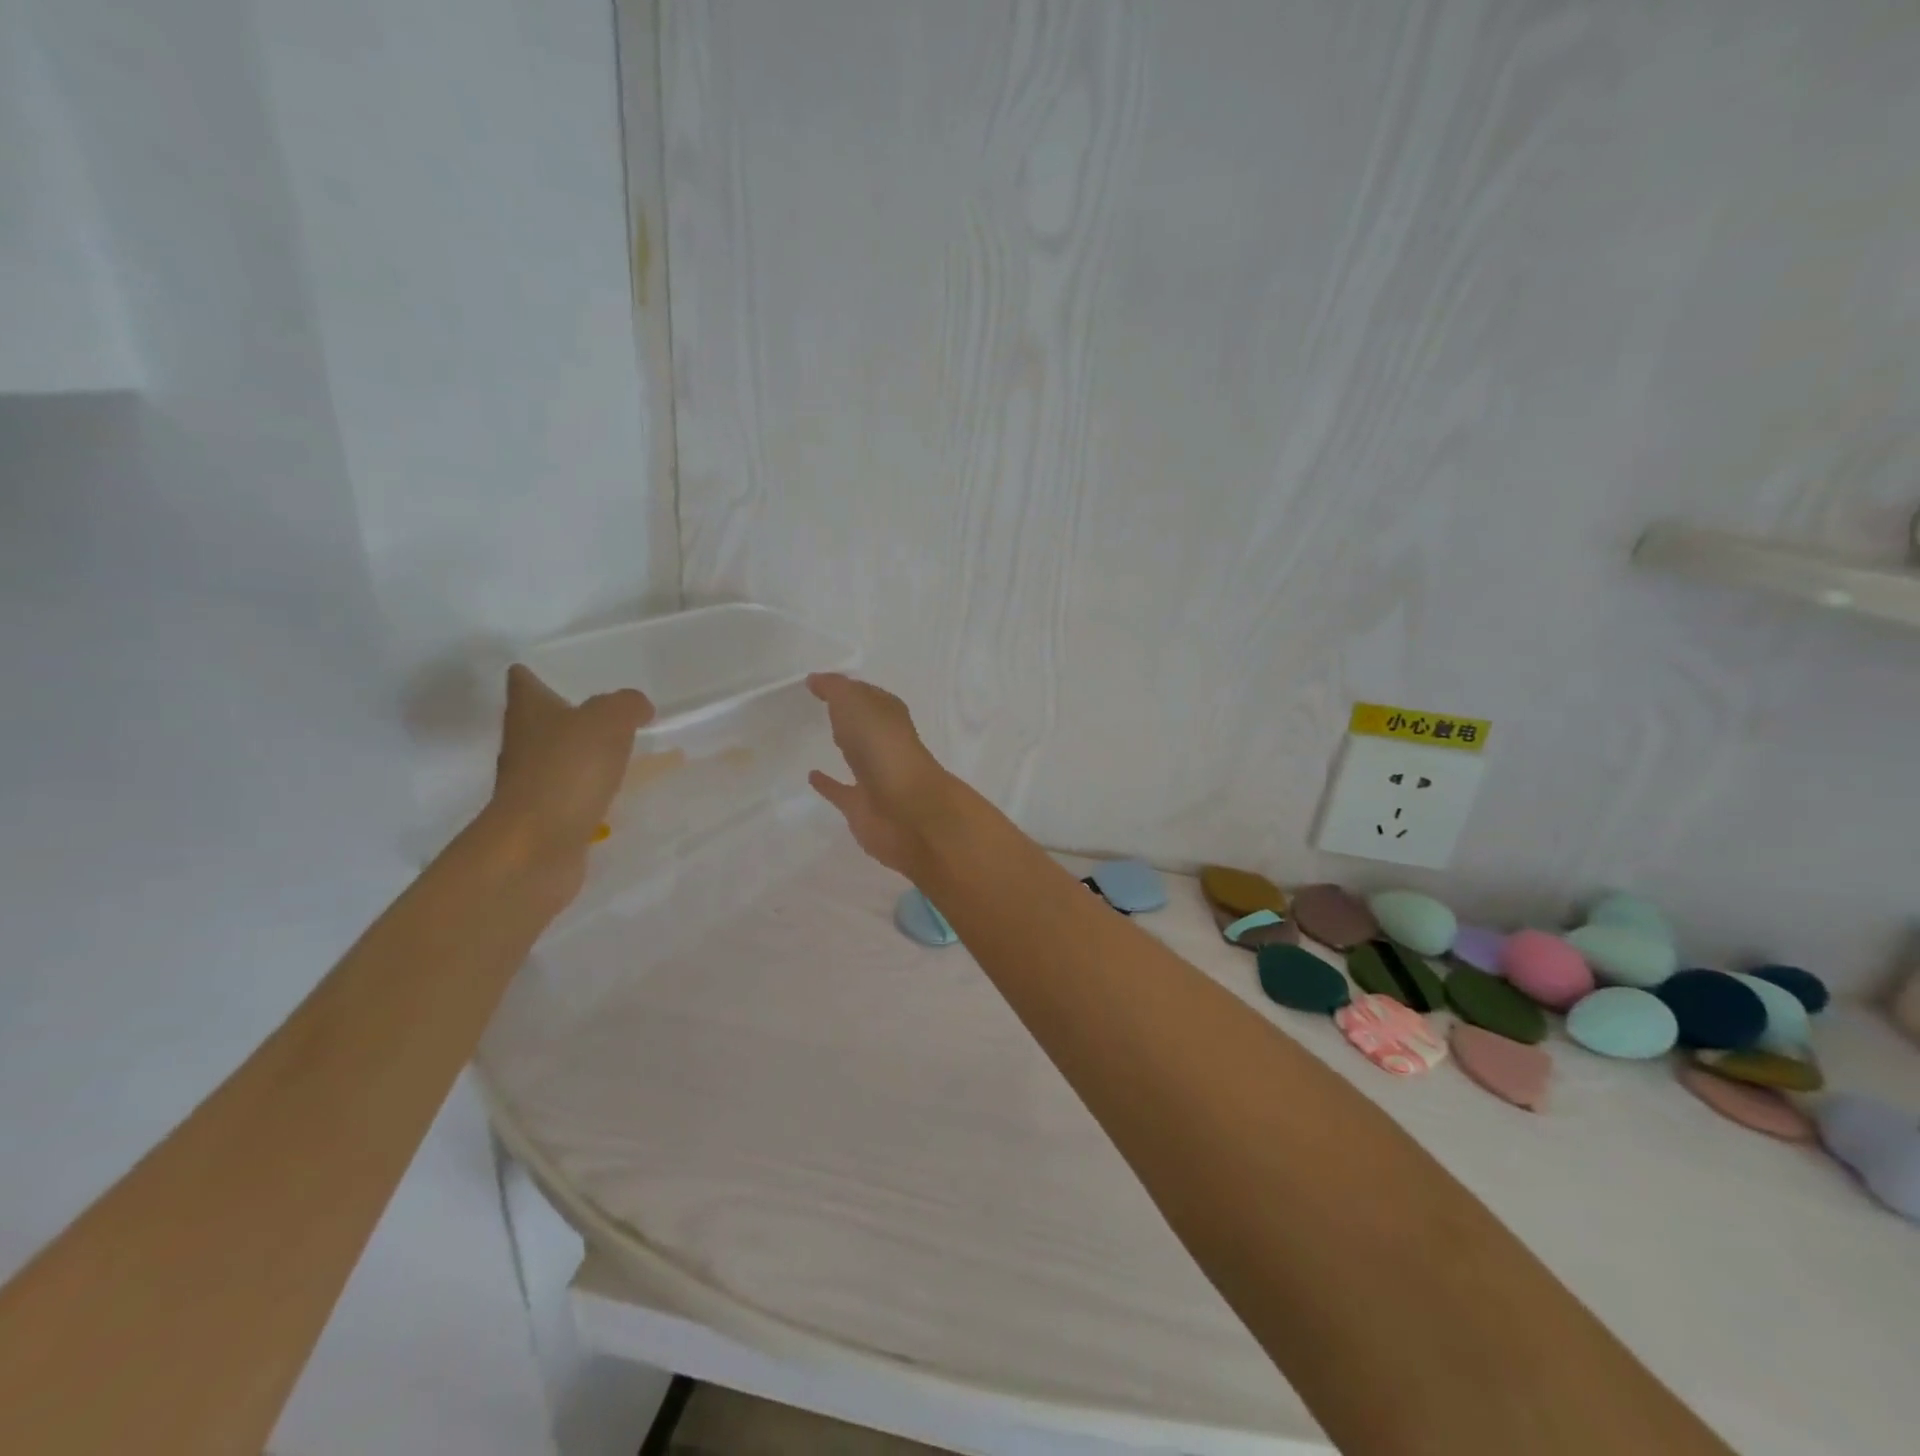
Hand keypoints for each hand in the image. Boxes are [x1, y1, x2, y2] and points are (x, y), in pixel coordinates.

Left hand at [484, 665, 652, 899]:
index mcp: (530, 711)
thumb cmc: (567, 771)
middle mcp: (523, 743)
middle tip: (607, 710)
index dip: (537, 674)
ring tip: (620, 749)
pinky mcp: (547, 816)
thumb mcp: (608, 721)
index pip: (524, 681)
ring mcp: (532, 782)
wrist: (537, 846)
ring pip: (558, 757)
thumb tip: (638, 707)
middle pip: (540, 720)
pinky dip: (589, 788)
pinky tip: (616, 790)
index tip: (559, 671)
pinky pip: (572, 792)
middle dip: (568, 714)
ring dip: (582, 753)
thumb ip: (627, 705)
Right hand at [807, 672, 958, 876]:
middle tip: (823, 707)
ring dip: (845, 747)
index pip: (868, 696)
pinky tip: (811, 776)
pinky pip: (842, 791)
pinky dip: (828, 784)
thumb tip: (816, 679)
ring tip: (816, 737)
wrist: (905, 810)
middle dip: (850, 716)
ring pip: (858, 757)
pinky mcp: (863, 807)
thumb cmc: (882, 747)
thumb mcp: (855, 703)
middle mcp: (886, 744)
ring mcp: (877, 777)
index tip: (823, 683)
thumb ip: (835, 689)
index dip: (848, 688)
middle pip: (866, 725)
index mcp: (889, 716)